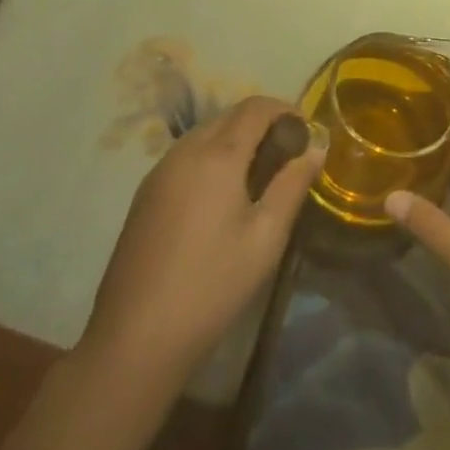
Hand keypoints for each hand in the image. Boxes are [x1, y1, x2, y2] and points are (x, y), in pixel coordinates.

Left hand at [82, 96, 323, 374]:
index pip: (256, 107)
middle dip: (263, 124)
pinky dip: (212, 157)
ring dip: (236, 139)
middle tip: (288, 155)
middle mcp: (185, 151)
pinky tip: (222, 195)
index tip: (307, 133)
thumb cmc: (211, 286)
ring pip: (206, 134)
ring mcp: (159, 172)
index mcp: (217, 155)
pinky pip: (186, 156)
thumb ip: (292, 184)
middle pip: (230, 116)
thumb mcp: (266, 238)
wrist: (133, 341)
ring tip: (259, 175)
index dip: (285, 110)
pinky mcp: (145, 195)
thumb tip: (316, 147)